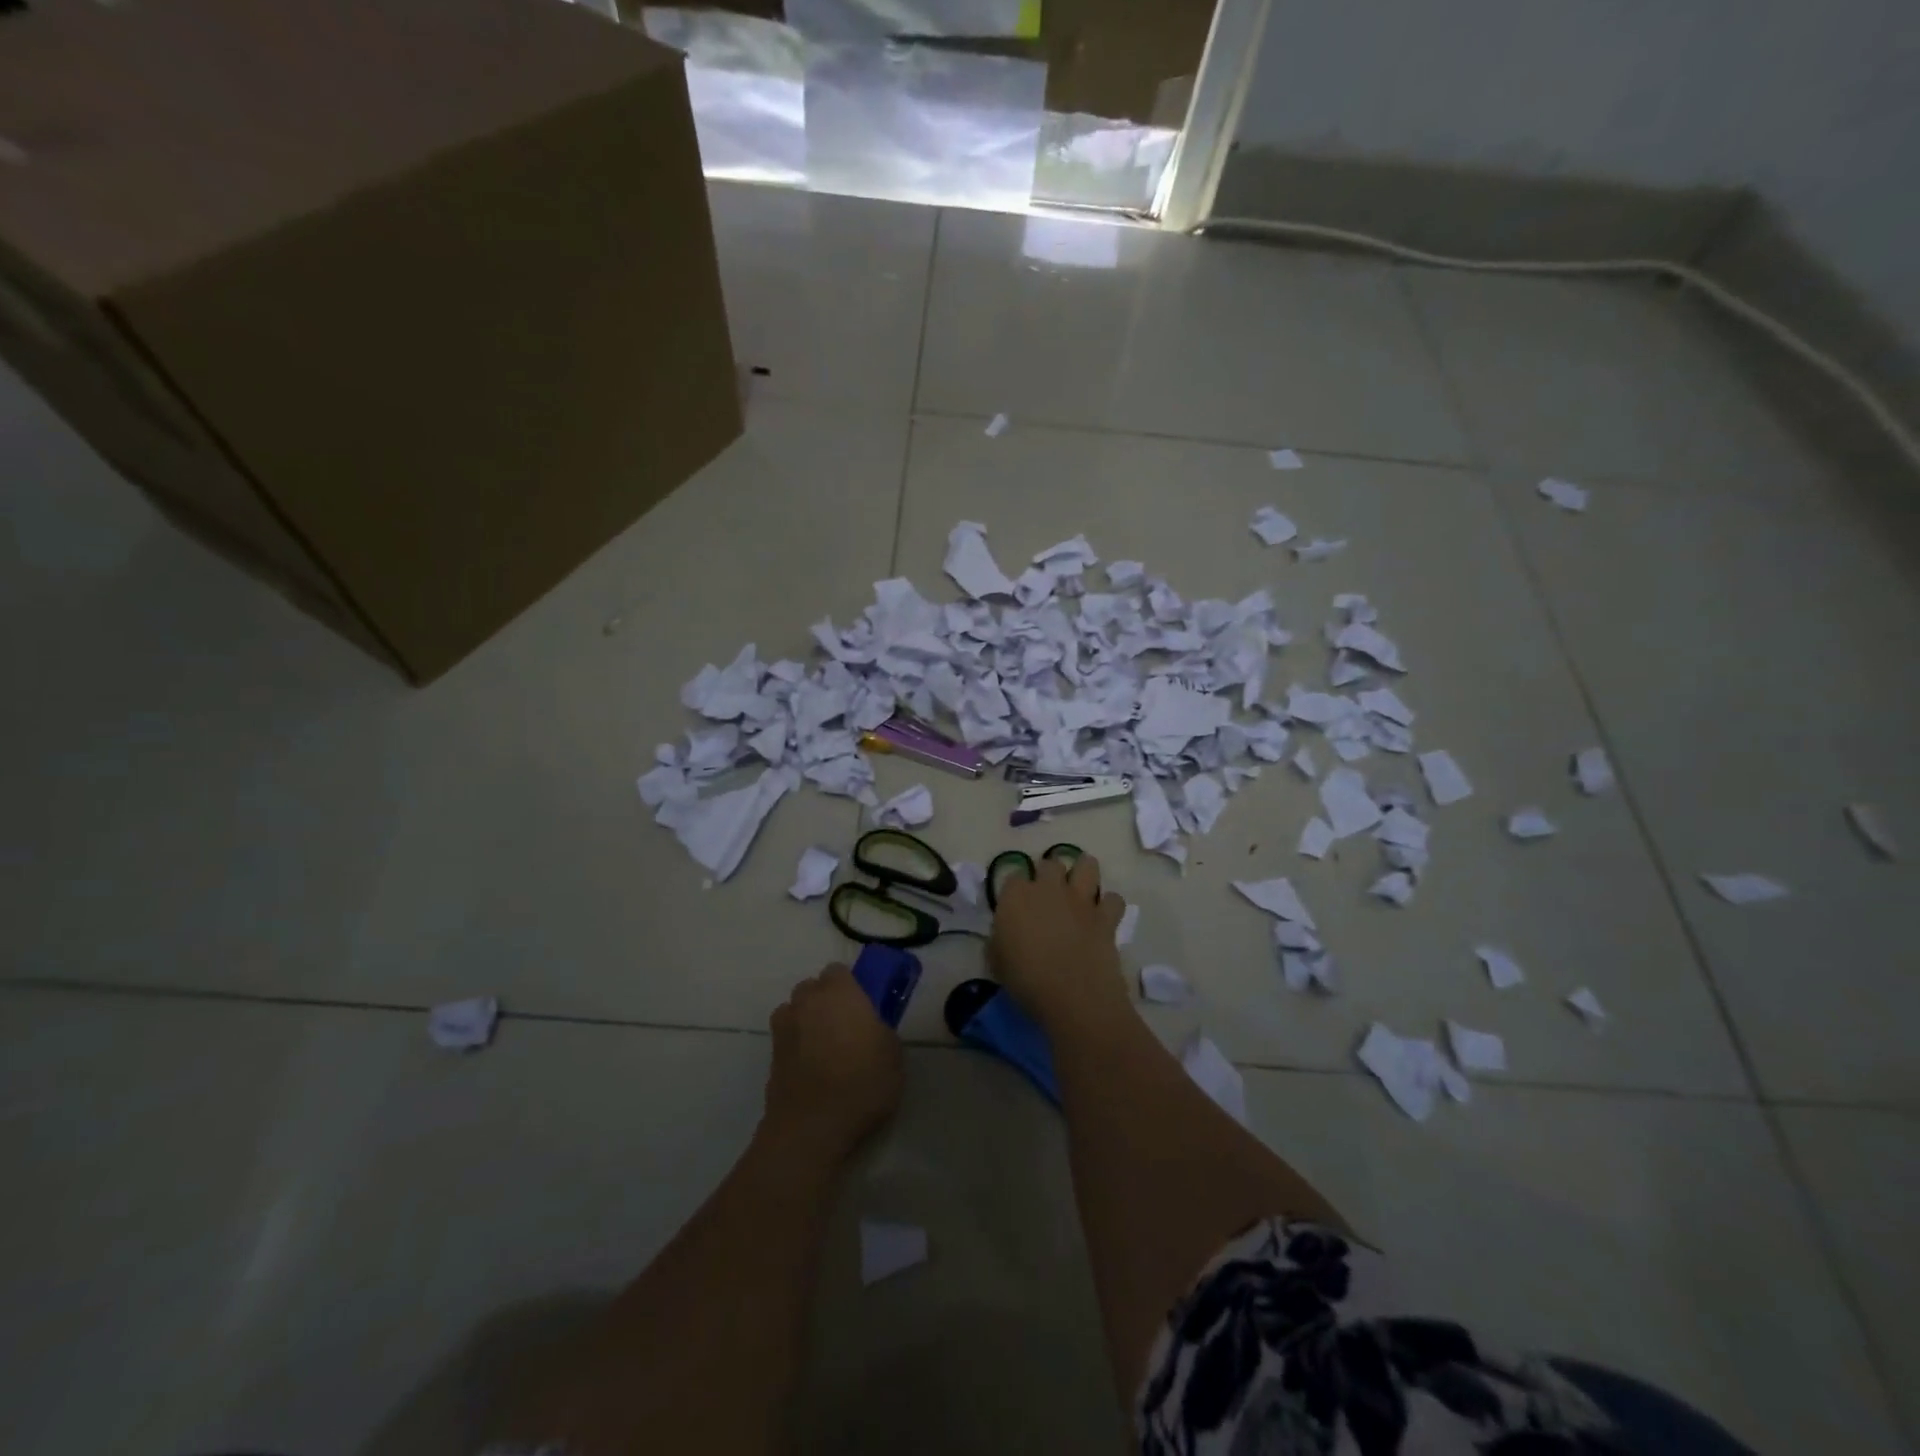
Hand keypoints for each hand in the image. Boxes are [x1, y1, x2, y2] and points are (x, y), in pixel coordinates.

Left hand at [762, 964, 902, 1161]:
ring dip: (806, 1022)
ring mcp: (784, 1029)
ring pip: (794, 1013)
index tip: (862, 1006)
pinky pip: (786, 1041)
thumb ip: (881, 1030)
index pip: (838, 971)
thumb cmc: (862, 1081)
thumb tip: (872, 1029)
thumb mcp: (893, 1054)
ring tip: (823, 1049)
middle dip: (824, 1001)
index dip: (850, 986)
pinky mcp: (770, 1058)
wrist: (812, 1126)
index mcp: (839, 992)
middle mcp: (807, 1002)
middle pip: (812, 989)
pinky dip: (795, 1048)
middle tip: (845, 1027)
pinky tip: (811, 1071)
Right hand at [989, 854, 1128, 1034]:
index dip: (1016, 889)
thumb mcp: (997, 962)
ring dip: (1083, 873)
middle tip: (1047, 896)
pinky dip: (1109, 905)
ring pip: (1087, 865)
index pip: (1014, 876)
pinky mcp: (1106, 916)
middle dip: (1049, 874)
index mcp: (1016, 897)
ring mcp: (1080, 900)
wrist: (1073, 996)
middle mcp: (1049, 889)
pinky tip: (1103, 917)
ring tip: (1080, 889)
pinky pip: (1113, 899)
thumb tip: (1005, 935)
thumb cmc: (1026, 981)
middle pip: (1050, 863)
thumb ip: (1000, 939)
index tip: (1016, 905)